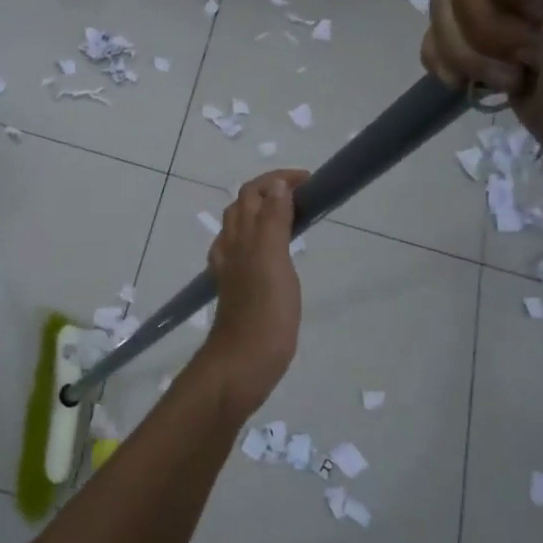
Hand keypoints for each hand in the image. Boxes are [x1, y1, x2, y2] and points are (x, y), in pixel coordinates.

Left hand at [201, 170, 306, 414]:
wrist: (243, 363)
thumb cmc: (264, 312)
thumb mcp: (273, 259)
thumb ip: (273, 221)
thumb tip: (277, 185)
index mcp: (241, 236)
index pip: (253, 192)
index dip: (278, 179)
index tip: (311, 182)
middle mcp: (231, 247)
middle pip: (244, 206)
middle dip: (270, 191)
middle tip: (306, 196)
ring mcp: (231, 270)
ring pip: (241, 228)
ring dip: (262, 213)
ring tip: (292, 216)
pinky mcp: (238, 290)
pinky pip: (243, 254)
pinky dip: (257, 240)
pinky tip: (269, 252)